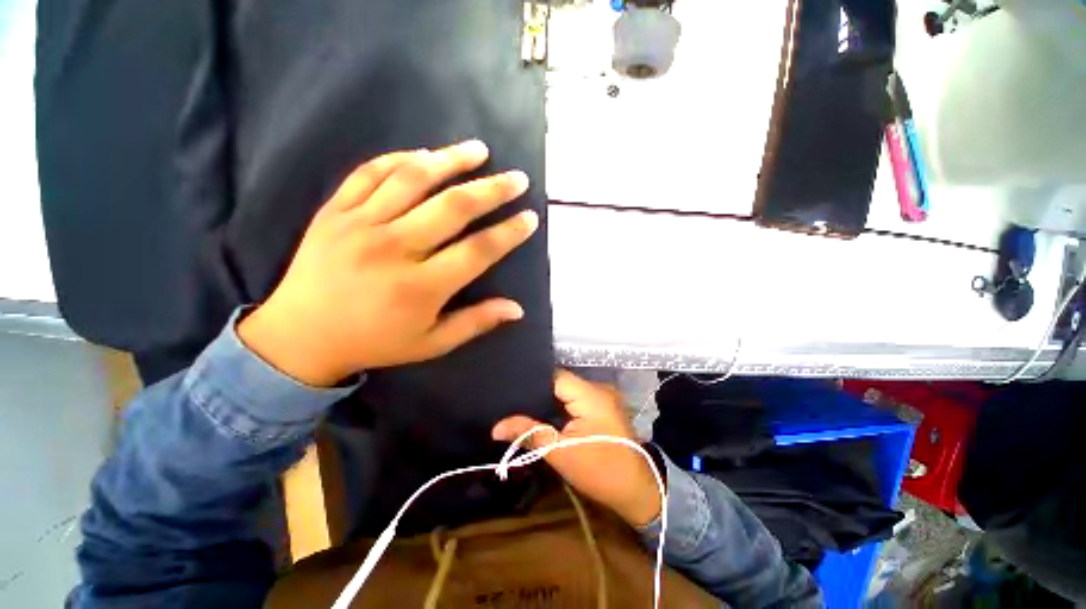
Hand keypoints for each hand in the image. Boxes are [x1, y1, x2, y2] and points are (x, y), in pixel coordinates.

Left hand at [239, 140, 537, 386]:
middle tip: (517, 178)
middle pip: (453, 207)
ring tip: (478, 150)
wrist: (300, 337)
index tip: (529, 218)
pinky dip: (400, 158)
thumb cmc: (375, 343)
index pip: (478, 251)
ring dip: (451, 160)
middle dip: (492, 190)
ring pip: (413, 179)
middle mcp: (394, 249)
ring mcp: (360, 225)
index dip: (509, 233)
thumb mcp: (431, 344)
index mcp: (421, 287)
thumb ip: (476, 323)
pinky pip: (370, 173)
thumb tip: (518, 309)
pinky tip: (426, 154)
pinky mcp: (334, 211)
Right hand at [492, 370, 662, 527]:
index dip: (531, 382)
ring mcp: (602, 397)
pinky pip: (575, 400)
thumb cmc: (600, 472)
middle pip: (560, 382)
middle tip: (510, 402)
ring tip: (522, 407)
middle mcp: (598, 388)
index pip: (554, 377)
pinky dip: (560, 407)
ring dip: (548, 401)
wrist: (638, 491)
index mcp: (590, 394)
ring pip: (567, 391)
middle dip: (537, 393)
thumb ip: (529, 433)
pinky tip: (544, 415)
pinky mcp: (603, 407)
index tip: (508, 390)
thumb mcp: (560, 453)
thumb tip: (495, 427)